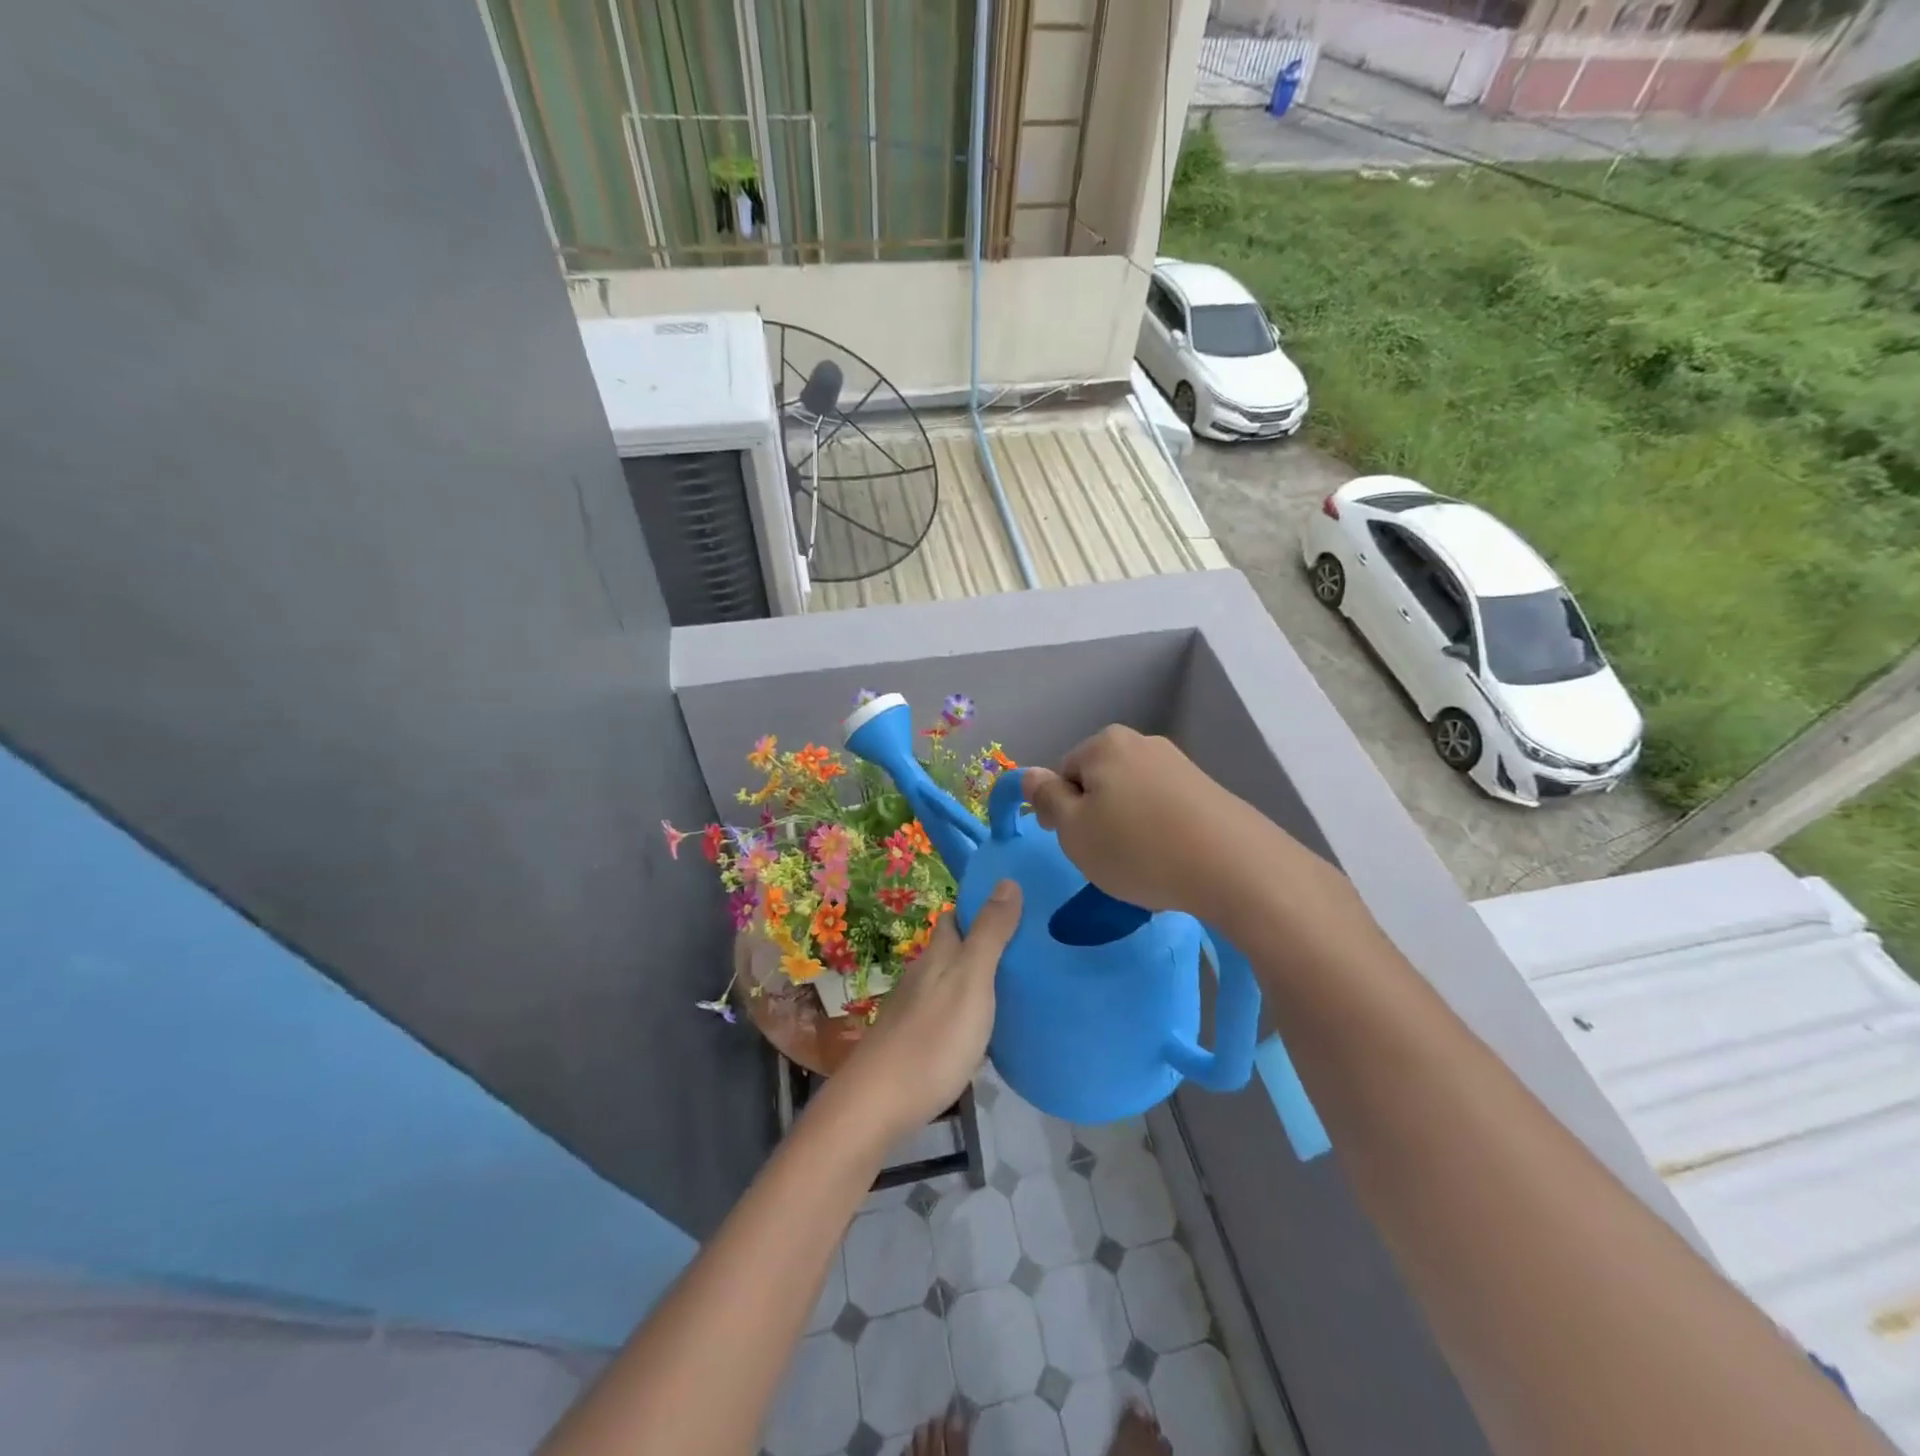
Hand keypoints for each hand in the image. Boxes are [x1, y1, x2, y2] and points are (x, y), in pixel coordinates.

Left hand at [836, 881, 1022, 1141]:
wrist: (880, 1104)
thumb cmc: (933, 1038)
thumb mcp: (971, 980)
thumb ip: (989, 933)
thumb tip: (1007, 880)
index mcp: (938, 954)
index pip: (956, 916)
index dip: (981, 907)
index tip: (1018, 905)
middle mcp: (924, 975)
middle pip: (955, 949)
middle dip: (985, 943)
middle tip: (1030, 948)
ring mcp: (917, 1010)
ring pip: (952, 982)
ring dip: (981, 979)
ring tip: (1021, 986)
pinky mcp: (917, 1042)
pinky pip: (951, 1014)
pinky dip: (973, 1012)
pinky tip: (991, 1030)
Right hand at [1023, 728, 1274, 920]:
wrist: (1234, 867)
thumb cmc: (1138, 848)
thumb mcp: (1074, 830)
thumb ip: (1046, 799)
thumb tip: (1030, 774)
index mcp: (1104, 744)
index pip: (1063, 773)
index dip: (1060, 811)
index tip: (1076, 844)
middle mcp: (1142, 743)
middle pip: (1099, 782)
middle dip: (1096, 817)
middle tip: (1107, 856)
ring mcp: (1179, 765)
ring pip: (1132, 798)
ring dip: (1128, 826)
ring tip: (1143, 863)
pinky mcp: (1208, 790)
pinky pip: (1164, 810)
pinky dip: (1159, 832)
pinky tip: (1171, 859)